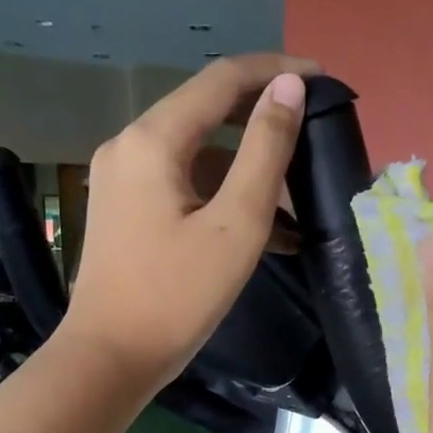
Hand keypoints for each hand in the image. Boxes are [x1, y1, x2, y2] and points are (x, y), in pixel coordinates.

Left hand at [60, 53, 319, 390]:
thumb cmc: (176, 298)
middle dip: (261, 121)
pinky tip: (257, 228)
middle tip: (311, 135)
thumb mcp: (235, 225)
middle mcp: (128, 146)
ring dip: (244, 170)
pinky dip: (217, 197)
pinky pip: (179, 186)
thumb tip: (288, 88)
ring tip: (295, 202)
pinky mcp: (122, 211)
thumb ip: (265, 151)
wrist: (110, 359)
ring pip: (194, 155)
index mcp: (153, 140)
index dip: (276, 72)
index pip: (221, 80)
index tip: (322, 80)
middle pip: (205, 112)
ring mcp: (120, 180)